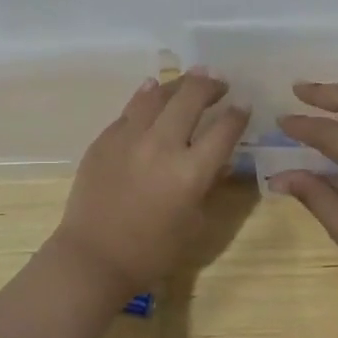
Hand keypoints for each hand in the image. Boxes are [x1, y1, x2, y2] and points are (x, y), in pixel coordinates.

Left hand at [51, 71, 249, 299]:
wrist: (94, 256)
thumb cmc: (152, 250)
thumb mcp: (195, 223)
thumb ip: (209, 185)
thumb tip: (221, 160)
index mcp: (191, 172)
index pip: (225, 129)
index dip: (238, 114)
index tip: (243, 106)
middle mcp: (162, 145)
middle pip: (191, 97)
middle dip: (210, 85)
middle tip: (218, 84)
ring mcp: (130, 137)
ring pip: (158, 94)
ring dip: (178, 84)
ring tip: (189, 81)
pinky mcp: (105, 138)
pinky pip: (131, 108)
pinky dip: (147, 96)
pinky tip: (152, 90)